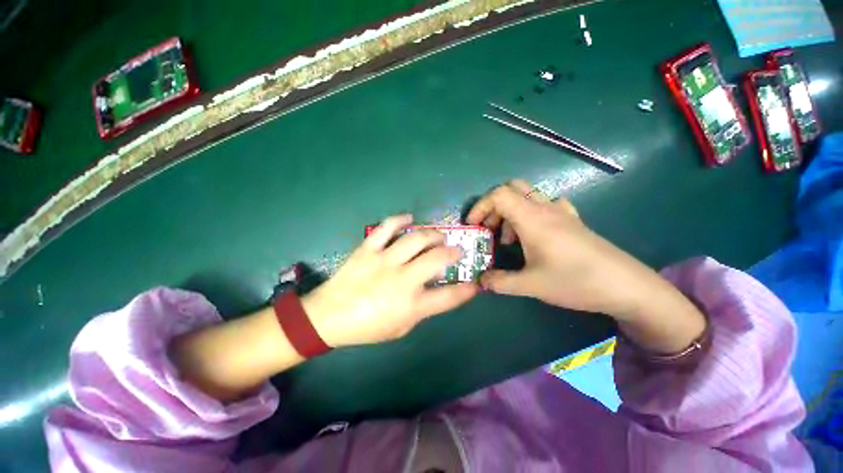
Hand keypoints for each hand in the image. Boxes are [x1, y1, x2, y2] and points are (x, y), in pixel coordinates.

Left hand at [303, 214, 477, 346]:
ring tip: (438, 235)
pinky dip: (400, 220)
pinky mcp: (368, 249)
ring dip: (433, 234)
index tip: (474, 283)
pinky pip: (386, 227)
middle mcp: (402, 280)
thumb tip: (437, 289)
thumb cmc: (367, 327)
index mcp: (411, 305)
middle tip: (456, 250)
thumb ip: (422, 309)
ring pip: (416, 239)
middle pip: (437, 259)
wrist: (327, 317)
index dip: (466, 290)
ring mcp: (384, 261)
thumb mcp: (401, 328)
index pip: (448, 297)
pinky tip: (410, 218)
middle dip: (454, 252)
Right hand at [466, 180, 668, 318]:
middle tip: (490, 229)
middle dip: (494, 206)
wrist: (626, 286)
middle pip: (512, 188)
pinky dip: (530, 213)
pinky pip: (546, 204)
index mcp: (532, 218)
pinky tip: (533, 234)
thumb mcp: (531, 285)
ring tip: (510, 240)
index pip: (498, 195)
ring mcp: (561, 212)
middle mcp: (545, 208)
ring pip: (527, 196)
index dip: (480, 206)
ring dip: (511, 212)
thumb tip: (481, 281)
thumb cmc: (575, 281)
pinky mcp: (572, 220)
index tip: (473, 225)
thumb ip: (500, 282)